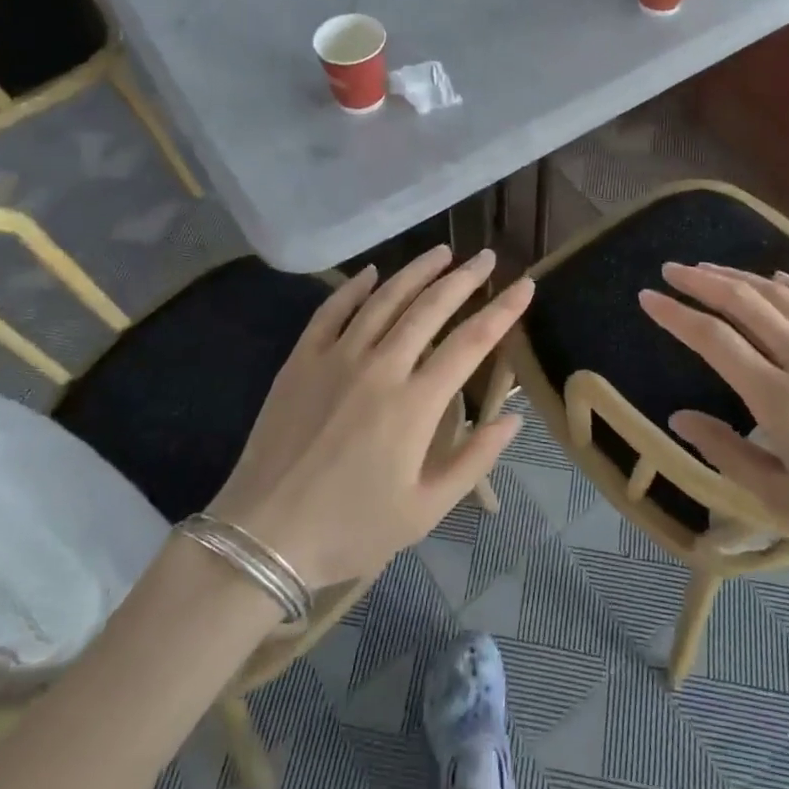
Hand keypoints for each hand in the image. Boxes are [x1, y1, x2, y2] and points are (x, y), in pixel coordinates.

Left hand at [207, 245, 531, 588]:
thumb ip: (474, 459)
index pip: (471, 343)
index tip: (524, 284)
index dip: (502, 310)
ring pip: (384, 300)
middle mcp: (381, 367)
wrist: (264, 536)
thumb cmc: (352, 528)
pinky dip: (354, 287)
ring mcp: (337, 358)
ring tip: (442, 252)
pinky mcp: (301, 360)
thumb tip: (513, 418)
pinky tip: (371, 272)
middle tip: (485, 257)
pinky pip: (332, 311)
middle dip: (464, 279)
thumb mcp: (425, 510)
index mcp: (416, 404)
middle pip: (430, 308)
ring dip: (416, 271)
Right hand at [640, 263, 788, 589]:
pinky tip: (779, 280)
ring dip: (742, 278)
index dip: (675, 314)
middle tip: (672, 270)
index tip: (648, 297)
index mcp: (780, 399)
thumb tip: (679, 418)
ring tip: (711, 269)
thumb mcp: (783, 499)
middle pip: (746, 303)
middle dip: (703, 281)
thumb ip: (726, 453)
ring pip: (783, 297)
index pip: (714, 340)